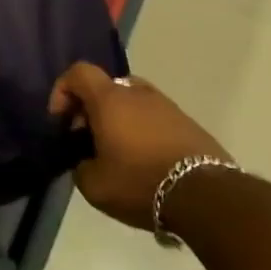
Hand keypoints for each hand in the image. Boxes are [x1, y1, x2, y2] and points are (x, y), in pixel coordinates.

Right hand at [49, 64, 231, 230]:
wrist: (208, 197)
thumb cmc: (140, 183)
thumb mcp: (94, 185)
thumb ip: (80, 166)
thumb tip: (85, 161)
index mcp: (109, 99)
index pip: (78, 72)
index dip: (62, 90)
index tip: (62, 121)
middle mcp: (138, 93)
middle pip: (106, 87)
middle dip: (92, 109)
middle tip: (89, 139)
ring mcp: (168, 106)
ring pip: (133, 103)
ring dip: (120, 120)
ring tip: (119, 153)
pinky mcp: (190, 124)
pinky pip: (156, 119)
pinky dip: (144, 131)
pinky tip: (146, 162)